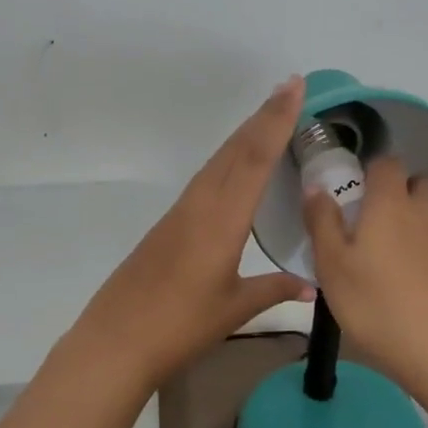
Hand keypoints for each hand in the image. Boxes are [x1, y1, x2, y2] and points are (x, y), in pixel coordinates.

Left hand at [72, 77, 313, 386]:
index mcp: (221, 220)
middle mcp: (199, 205)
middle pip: (235, 150)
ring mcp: (180, 212)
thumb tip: (312, 285)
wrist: (115, 341)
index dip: (276, 120)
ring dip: (244, 134)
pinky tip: (236, 165)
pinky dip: (227, 160)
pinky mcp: (167, 224)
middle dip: (263, 116)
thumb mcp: (234, 309)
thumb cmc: (180, 327)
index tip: (294, 87)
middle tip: (289, 87)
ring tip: (269, 115)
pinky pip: (205, 179)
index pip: (254, 159)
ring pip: (217, 161)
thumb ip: (274, 290)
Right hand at [301, 157, 427, 394]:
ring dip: (416, 218)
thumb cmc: (378, 304)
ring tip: (388, 250)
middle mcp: (424, 212)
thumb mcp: (332, 266)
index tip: (351, 191)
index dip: (369, 170)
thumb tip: (316, 187)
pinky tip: (407, 279)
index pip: (386, 164)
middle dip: (400, 190)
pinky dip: (427, 249)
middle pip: (420, 183)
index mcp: (390, 203)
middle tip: (372, 219)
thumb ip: (322, 222)